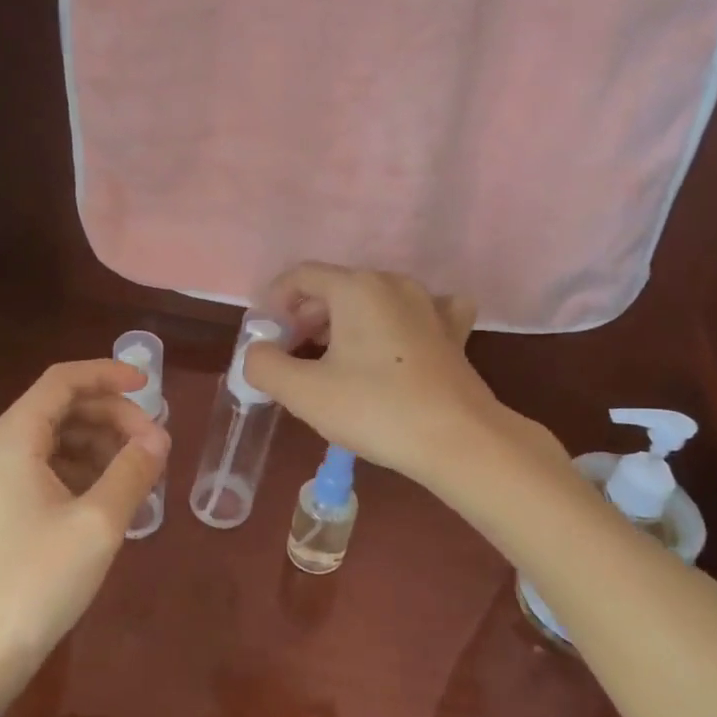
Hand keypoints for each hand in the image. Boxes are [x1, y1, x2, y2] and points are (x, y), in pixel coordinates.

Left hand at [0, 361, 168, 709]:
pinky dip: (82, 470)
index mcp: (11, 438)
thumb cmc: (36, 581)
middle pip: (61, 408)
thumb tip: (159, 436)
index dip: (109, 374)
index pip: (63, 381)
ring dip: (100, 444)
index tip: (151, 385)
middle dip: (112, 417)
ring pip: (55, 439)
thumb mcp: (98, 523)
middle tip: (155, 444)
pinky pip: (44, 468)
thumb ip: (134, 470)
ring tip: (140, 472)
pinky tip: (111, 495)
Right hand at [241, 263, 563, 492]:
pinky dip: (394, 325)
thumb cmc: (375, 409)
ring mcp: (428, 304)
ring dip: (343, 324)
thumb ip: (265, 365)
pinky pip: (415, 314)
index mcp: (355, 287)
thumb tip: (258, 352)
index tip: (265, 339)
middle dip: (305, 318)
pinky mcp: (452, 331)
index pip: (300, 276)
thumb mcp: (304, 392)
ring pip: (372, 301)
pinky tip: (393, 346)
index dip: (274, 303)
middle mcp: (392, 283)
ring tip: (330, 362)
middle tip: (291, 357)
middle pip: (335, 288)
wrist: (458, 440)